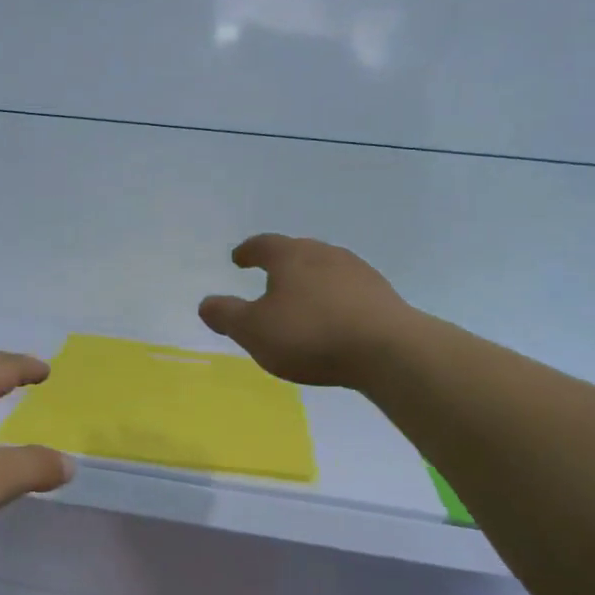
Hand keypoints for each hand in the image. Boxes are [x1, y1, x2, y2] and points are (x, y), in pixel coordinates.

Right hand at [198, 234, 413, 387]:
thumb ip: (227, 315)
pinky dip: (333, 300)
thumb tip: (206, 303)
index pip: (263, 245)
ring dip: (310, 282)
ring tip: (301, 302)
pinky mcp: (382, 295)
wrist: (387, 349)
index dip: (248, 252)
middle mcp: (325, 254)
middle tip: (269, 278)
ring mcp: (358, 272)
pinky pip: (348, 291)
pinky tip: (332, 320)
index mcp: (291, 256)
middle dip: (281, 264)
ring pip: (325, 270)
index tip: (238, 258)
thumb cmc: (310, 335)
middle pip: (297, 252)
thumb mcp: (254, 330)